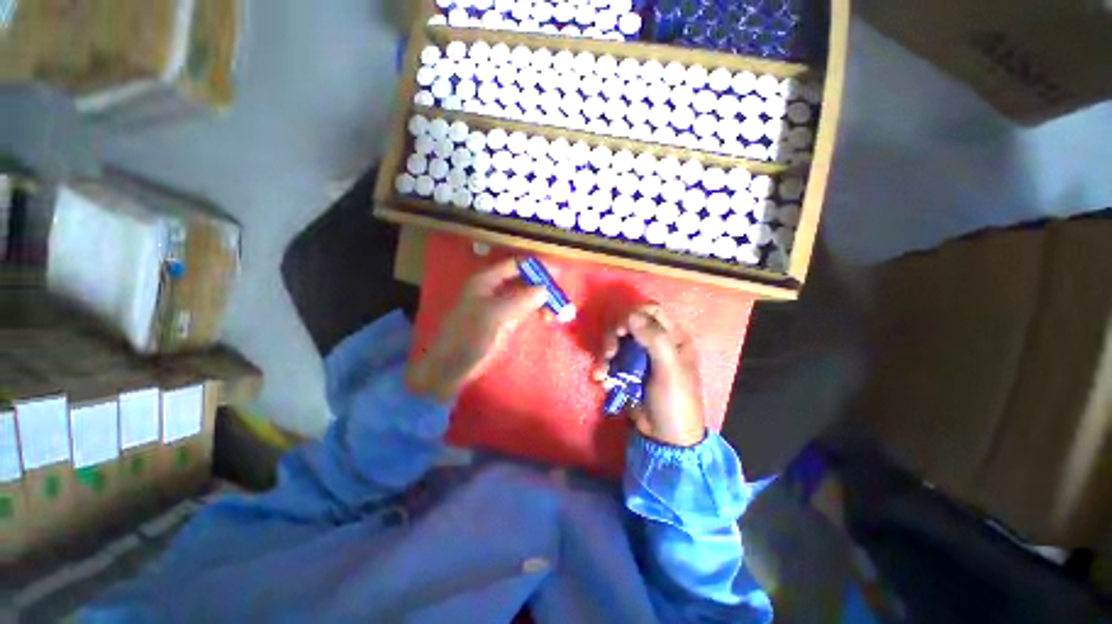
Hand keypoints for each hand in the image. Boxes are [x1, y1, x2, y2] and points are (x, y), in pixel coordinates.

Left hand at [408, 258, 548, 402]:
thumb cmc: (469, 336)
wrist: (453, 367)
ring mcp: (501, 305)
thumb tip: (546, 289)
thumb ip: (520, 301)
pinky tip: (547, 319)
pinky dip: (538, 312)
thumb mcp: (494, 316)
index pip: (515, 265)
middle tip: (561, 297)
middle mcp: (495, 289)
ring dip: (543, 301)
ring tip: (558, 312)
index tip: (558, 273)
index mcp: (486, 280)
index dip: (536, 267)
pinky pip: (526, 311)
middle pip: (524, 280)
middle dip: (543, 286)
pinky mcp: (506, 321)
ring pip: (527, 296)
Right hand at [593, 304, 705, 446]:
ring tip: (602, 374)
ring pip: (615, 341)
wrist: (664, 438)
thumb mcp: (670, 369)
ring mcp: (638, 356)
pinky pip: (610, 360)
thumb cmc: (675, 401)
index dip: (634, 314)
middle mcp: (655, 342)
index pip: (651, 310)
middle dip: (614, 336)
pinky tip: (602, 382)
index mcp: (673, 337)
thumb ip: (654, 339)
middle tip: (609, 353)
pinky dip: (603, 368)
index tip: (622, 330)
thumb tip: (631, 314)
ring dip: (604, 355)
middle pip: (628, 324)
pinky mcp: (625, 370)